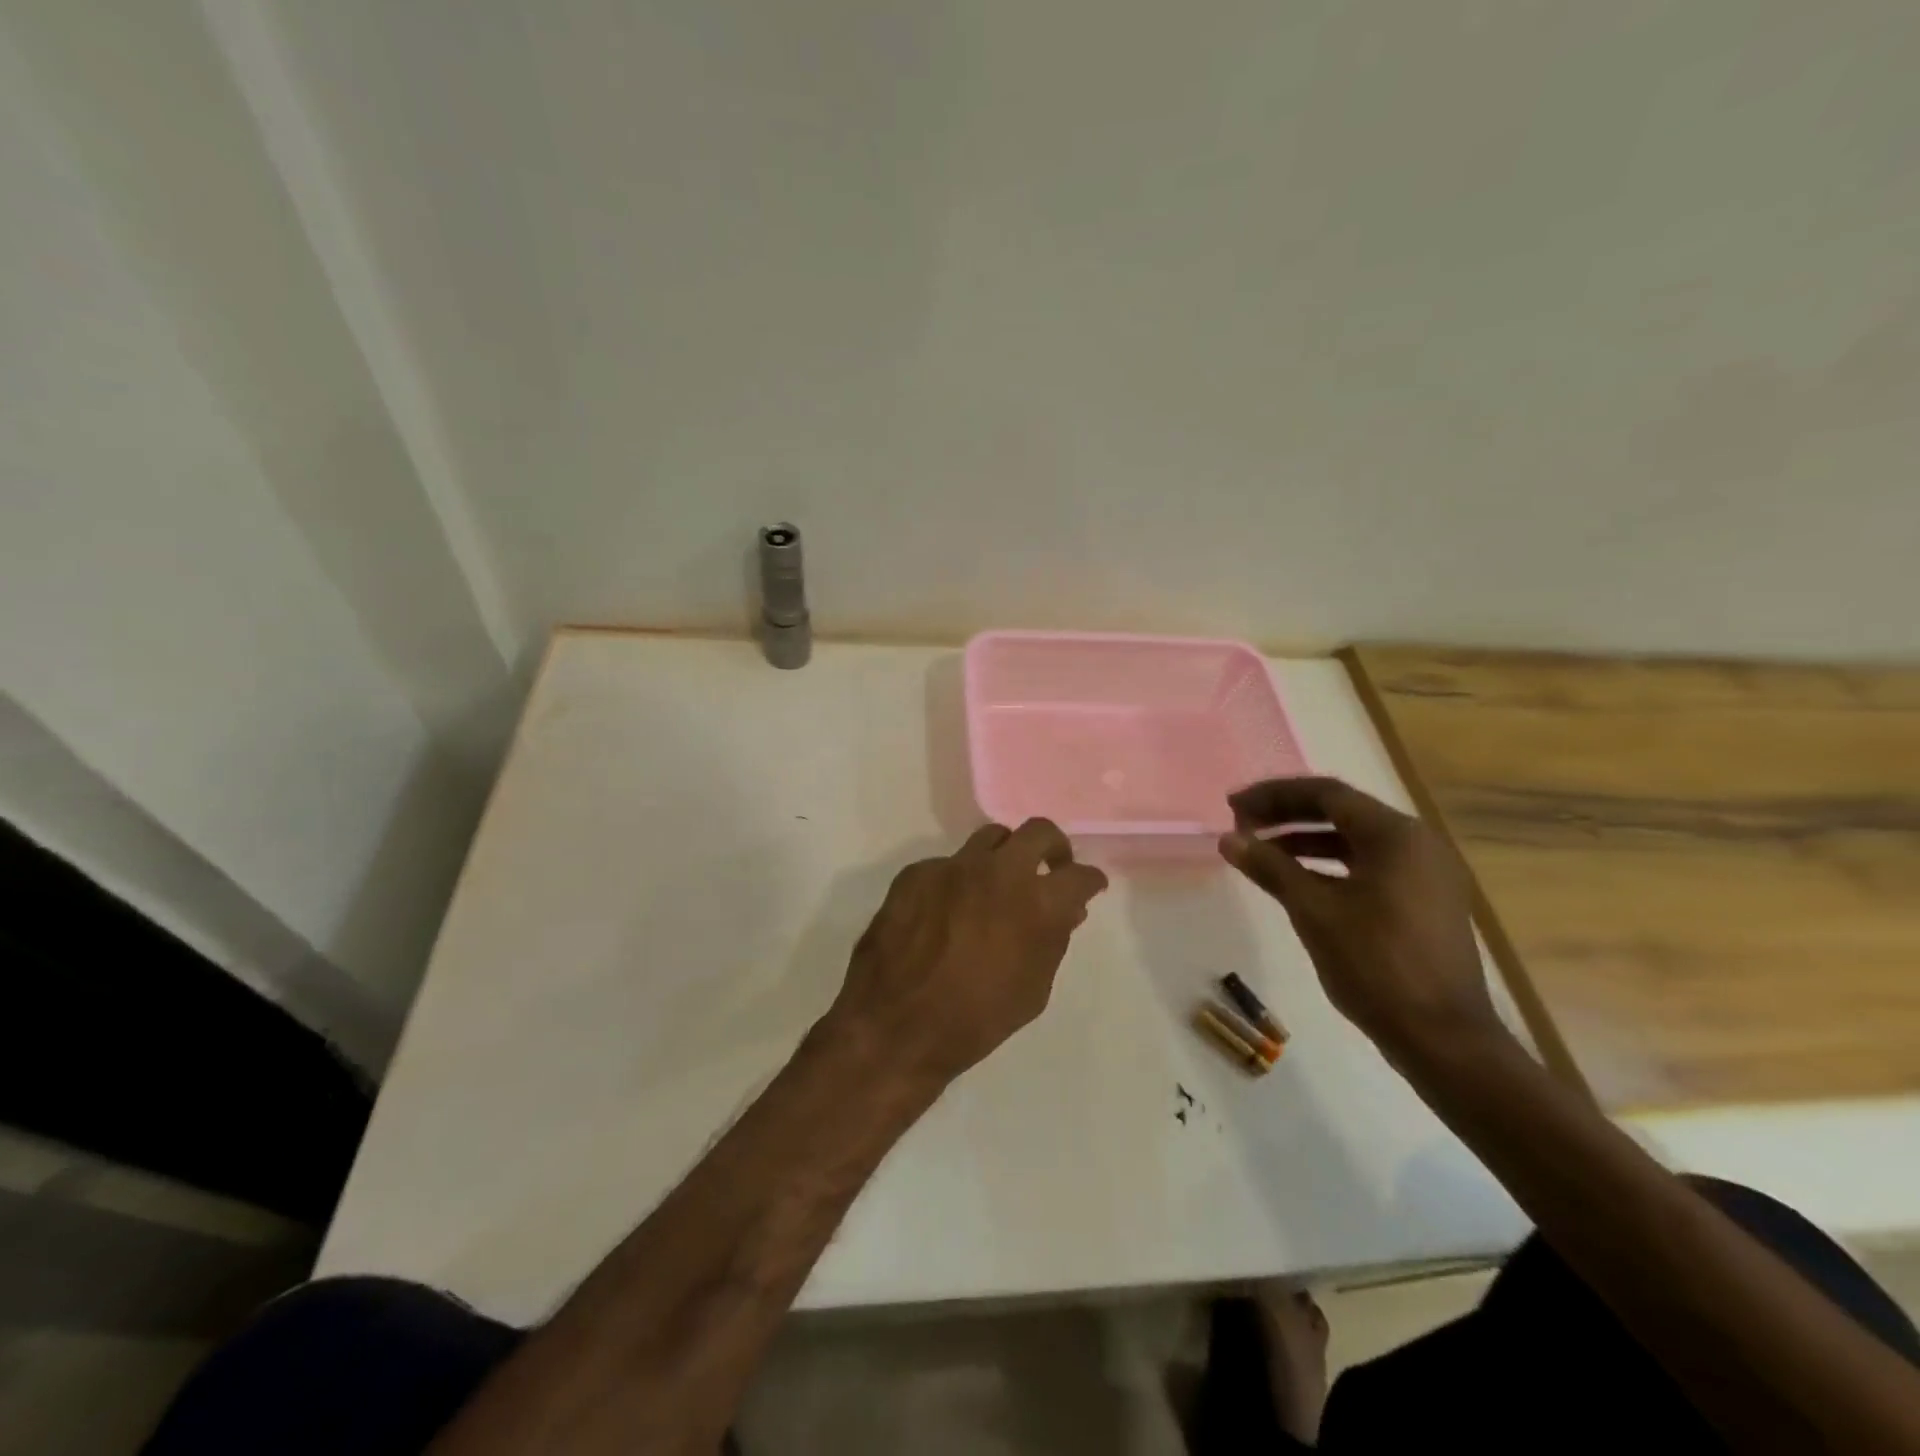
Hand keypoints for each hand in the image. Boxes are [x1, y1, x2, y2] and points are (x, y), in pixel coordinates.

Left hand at [824, 820, 1109, 1087]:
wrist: (894, 1026)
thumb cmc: (975, 1019)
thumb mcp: (1033, 990)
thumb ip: (1053, 940)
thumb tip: (1065, 910)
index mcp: (1036, 903)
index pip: (1080, 875)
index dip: (1090, 881)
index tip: (1089, 887)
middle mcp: (998, 871)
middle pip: (1038, 831)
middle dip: (1053, 847)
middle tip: (1051, 867)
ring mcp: (953, 866)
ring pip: (991, 837)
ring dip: (1005, 855)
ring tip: (999, 883)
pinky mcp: (917, 872)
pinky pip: (948, 864)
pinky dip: (959, 880)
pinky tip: (948, 910)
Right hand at [1217, 777, 1503, 1067]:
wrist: (1442, 1038)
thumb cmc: (1376, 965)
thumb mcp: (1314, 911)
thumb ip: (1270, 867)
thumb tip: (1228, 839)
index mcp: (1397, 835)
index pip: (1327, 794)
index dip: (1274, 795)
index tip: (1233, 806)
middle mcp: (1417, 844)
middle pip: (1342, 813)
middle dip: (1287, 814)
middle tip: (1242, 823)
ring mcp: (1425, 874)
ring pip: (1354, 841)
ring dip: (1305, 841)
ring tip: (1261, 851)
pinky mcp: (1424, 902)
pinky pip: (1369, 867)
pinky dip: (1329, 866)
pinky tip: (1297, 881)